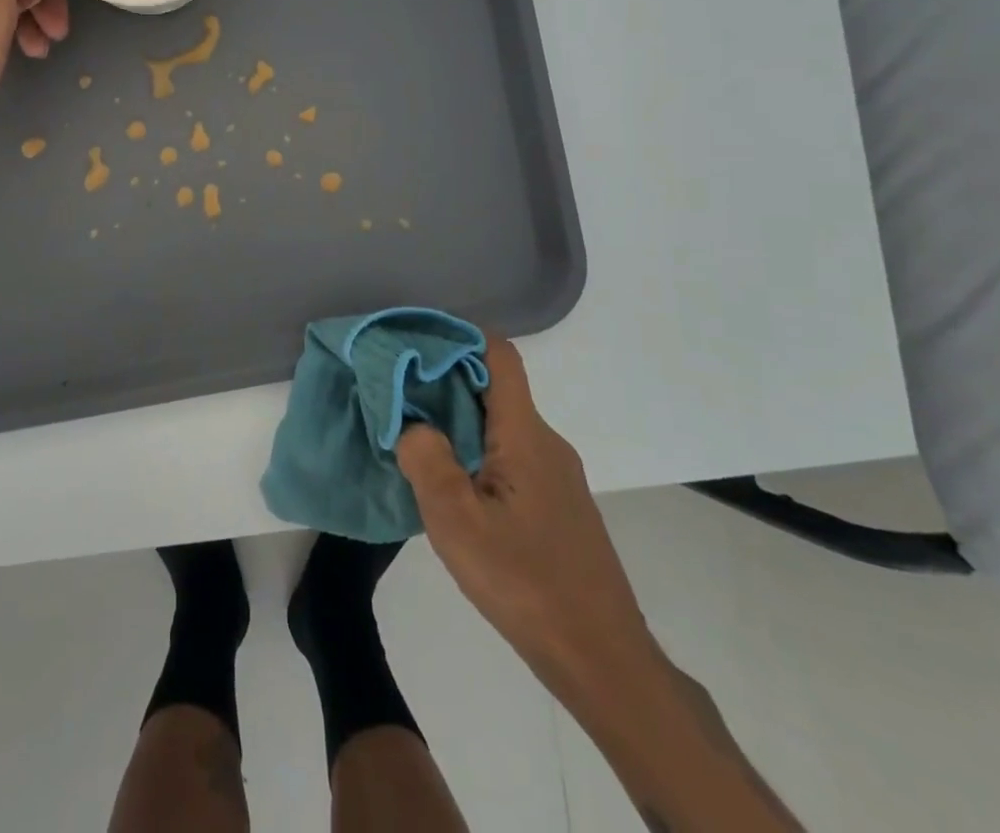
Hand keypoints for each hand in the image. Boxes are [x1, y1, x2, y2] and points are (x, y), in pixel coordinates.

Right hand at [397, 340, 655, 683]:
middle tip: (396, 397)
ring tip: (414, 441)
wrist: (603, 662)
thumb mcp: (456, 522)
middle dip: (444, 383)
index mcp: (525, 435)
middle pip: (494, 388)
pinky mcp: (558, 505)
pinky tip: (453, 489)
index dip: (458, 337)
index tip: (413, 343)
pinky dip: (475, 453)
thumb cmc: (526, 583)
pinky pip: (510, 456)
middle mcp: (546, 443)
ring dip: (457, 422)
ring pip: (501, 426)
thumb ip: (426, 460)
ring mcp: (557, 476)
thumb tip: (412, 424)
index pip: (499, 356)